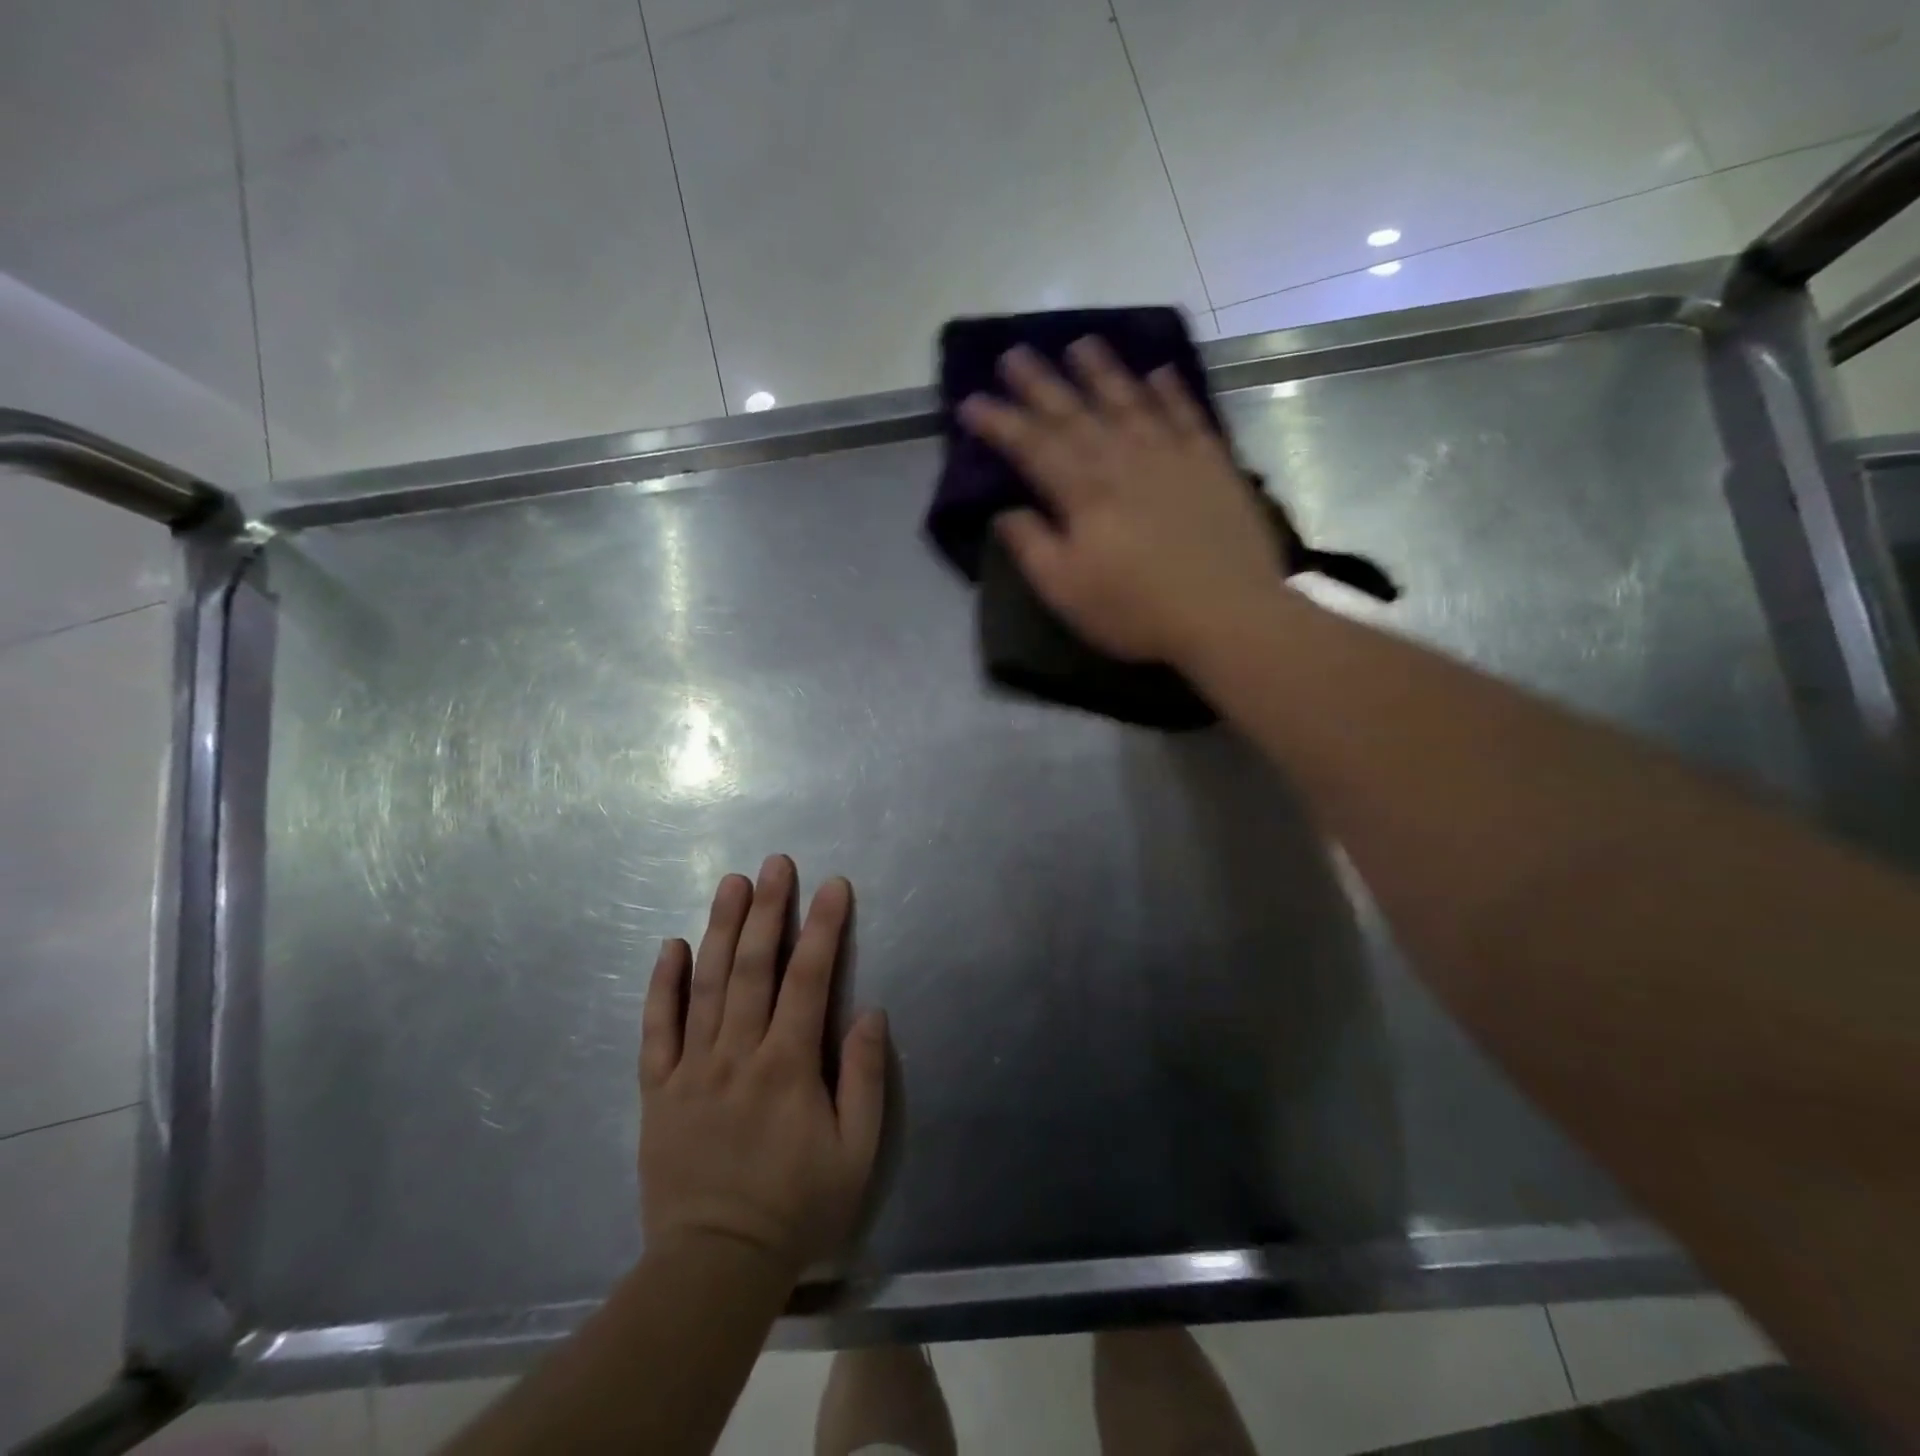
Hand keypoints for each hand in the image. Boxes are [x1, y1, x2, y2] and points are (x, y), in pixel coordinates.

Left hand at [640, 856, 886, 1274]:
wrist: (714, 1267)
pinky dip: (663, 985)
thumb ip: (864, 1079)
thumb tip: (869, 1012)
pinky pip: (657, 1028)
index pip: (809, 979)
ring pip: (706, 984)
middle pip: (754, 967)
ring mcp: (692, 1069)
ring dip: (720, 928)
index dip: (824, 927)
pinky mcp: (658, 1089)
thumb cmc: (796, 1209)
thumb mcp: (856, 1154)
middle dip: (768, 909)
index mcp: (788, 1066)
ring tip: (731, 883)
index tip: (833, 885)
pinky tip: (671, 945)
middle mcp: (738, 1054)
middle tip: (775, 863)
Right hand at [959, 338, 1281, 664]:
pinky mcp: (1212, 464)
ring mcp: (1172, 456)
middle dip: (1041, 383)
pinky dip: (1171, 392)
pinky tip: (1159, 372)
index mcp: (1084, 493)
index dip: (999, 423)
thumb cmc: (1136, 610)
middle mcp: (1124, 460)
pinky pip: (1187, 415)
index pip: (1032, 446)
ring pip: (1130, 401)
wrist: (1228, 614)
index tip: (971, 402)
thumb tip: (1005, 512)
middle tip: (1014, 353)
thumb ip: (1032, 547)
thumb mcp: (1066, 591)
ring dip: (1103, 372)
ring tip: (1081, 344)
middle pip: (1075, 413)